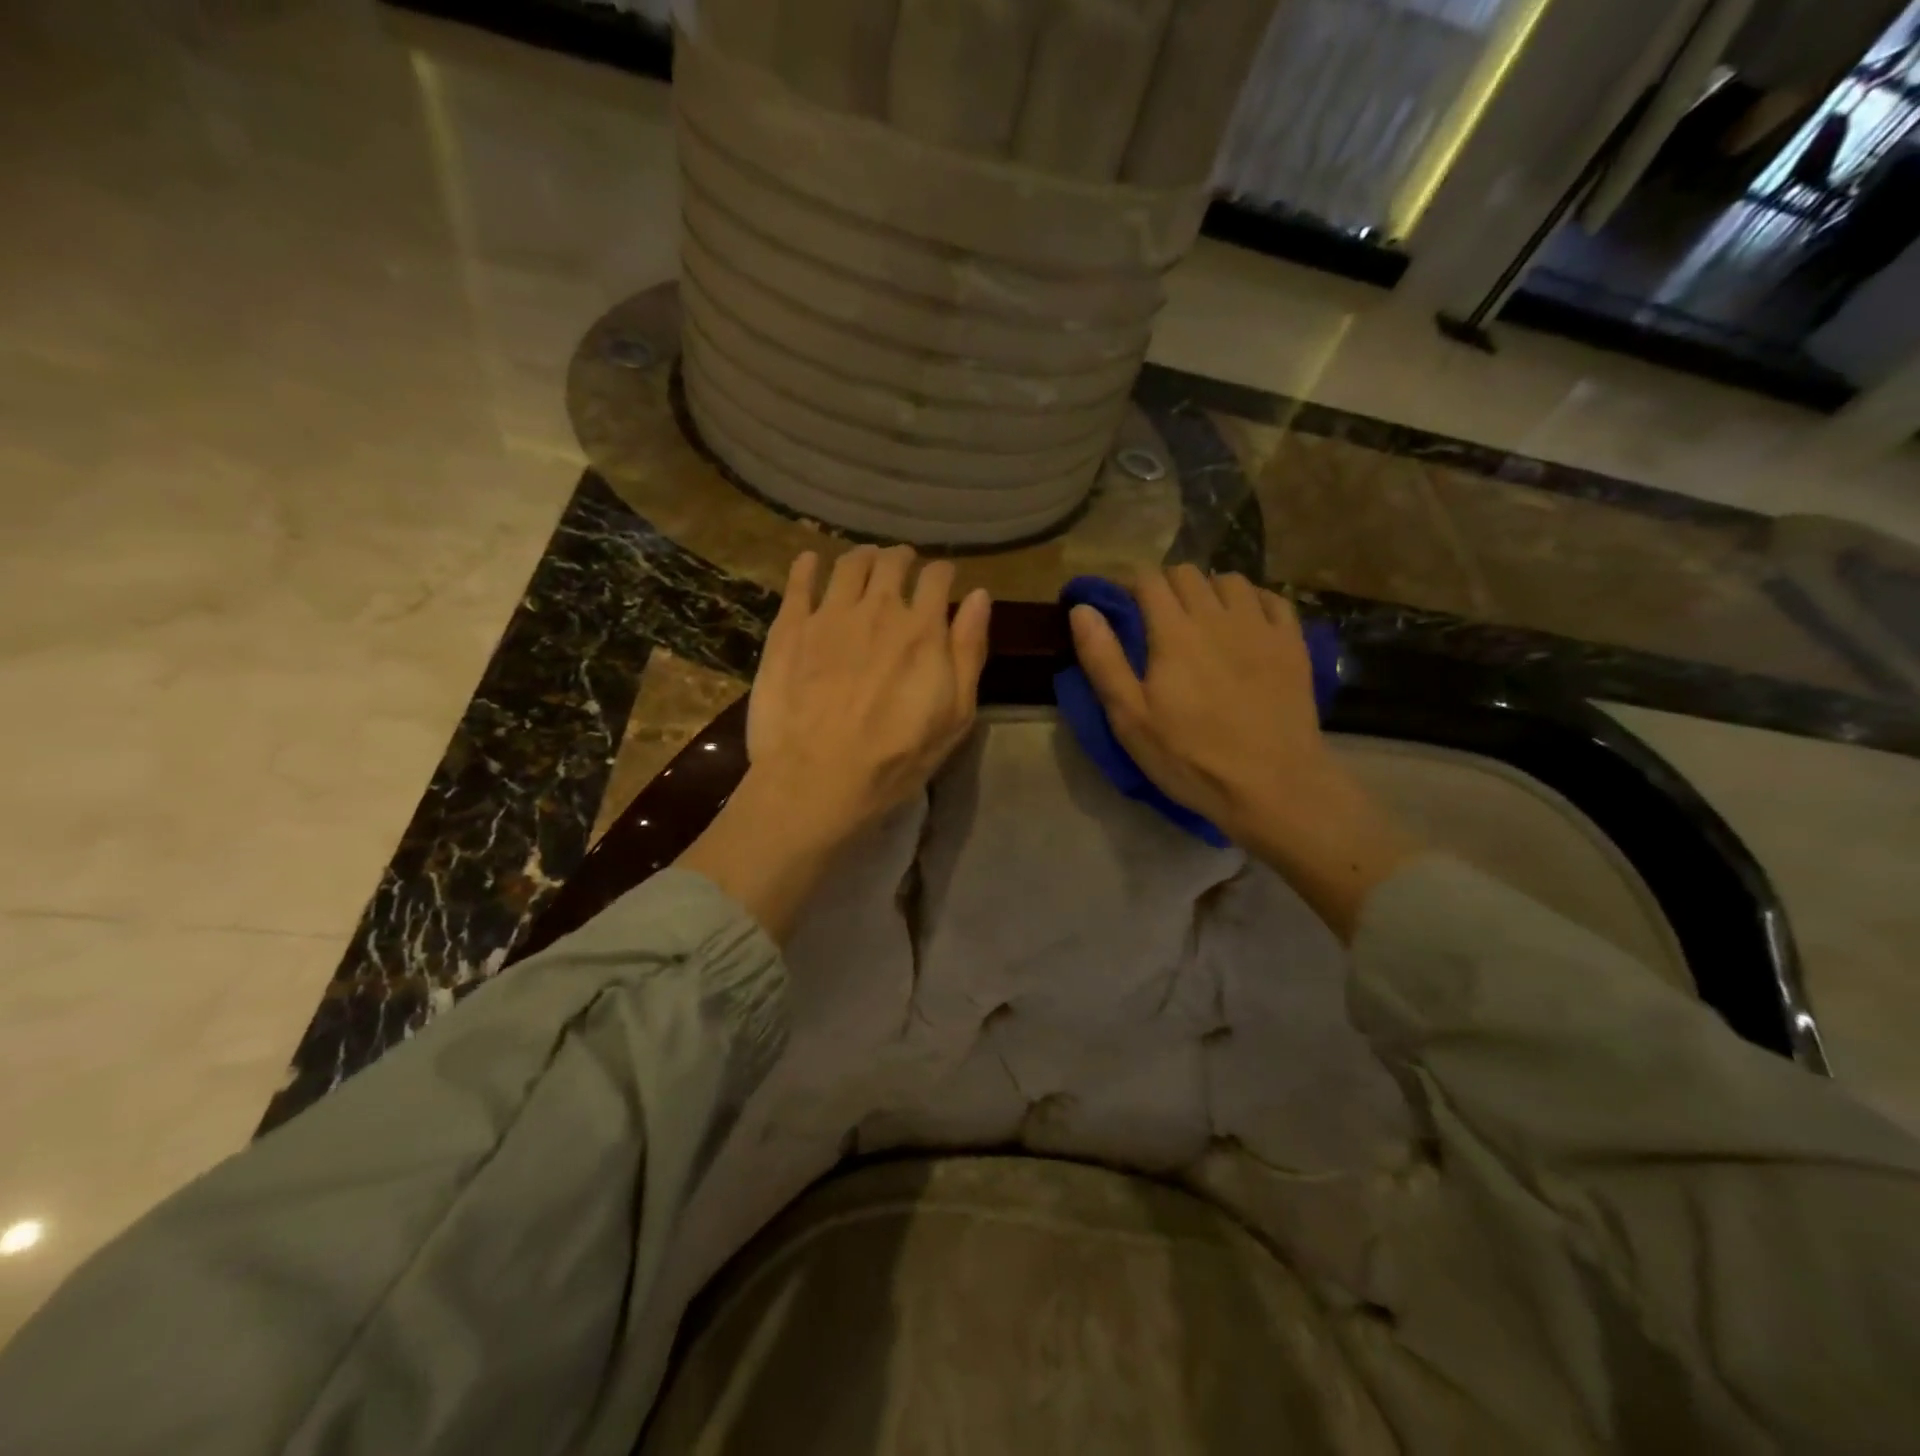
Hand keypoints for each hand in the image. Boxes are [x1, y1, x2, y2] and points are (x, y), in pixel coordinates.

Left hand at [748, 545, 990, 833]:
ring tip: (865, 563)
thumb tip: (979, 597)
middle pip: (892, 562)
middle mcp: (877, 608)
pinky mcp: (789, 628)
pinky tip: (811, 562)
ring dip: (863, 557)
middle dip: (902, 559)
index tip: (942, 579)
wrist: (816, 779)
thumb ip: (969, 652)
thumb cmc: (895, 758)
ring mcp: (829, 615)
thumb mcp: (954, 716)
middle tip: (902, 566)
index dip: (943, 573)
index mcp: (922, 629)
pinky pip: (798, 581)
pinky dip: (808, 565)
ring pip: (849, 564)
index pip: (938, 577)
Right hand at [1069, 566, 1415, 939]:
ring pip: (1230, 580)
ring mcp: (1261, 627)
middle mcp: (1218, 616)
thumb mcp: (1130, 719)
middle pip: (1187, 573)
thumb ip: (1103, 659)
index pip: (1148, 580)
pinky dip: (1251, 599)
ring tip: (1200, 618)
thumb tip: (1082, 609)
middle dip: (1164, 585)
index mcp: (1174, 632)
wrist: (1272, 785)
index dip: (1128, 584)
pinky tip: (1244, 621)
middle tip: (1154, 617)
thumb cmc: (1190, 758)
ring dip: (1207, 589)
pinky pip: (1272, 598)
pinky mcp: (1293, 644)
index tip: (1118, 605)